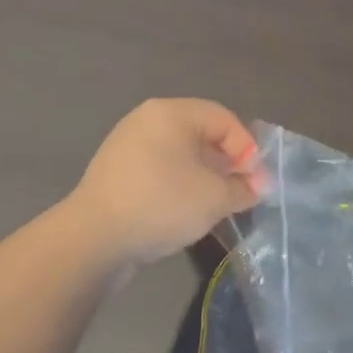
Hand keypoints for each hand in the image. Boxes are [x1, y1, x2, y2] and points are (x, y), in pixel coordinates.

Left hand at [66, 99, 263, 267]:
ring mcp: (127, 146)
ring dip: (205, 175)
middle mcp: (147, 120)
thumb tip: (258, 186)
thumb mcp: (214, 197)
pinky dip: (180, 184)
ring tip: (218, 203)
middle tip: (242, 190)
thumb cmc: (161, 204)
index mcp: (171, 112)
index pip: (223, 119)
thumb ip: (243, 188)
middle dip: (227, 162)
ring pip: (180, 153)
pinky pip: (160, 169)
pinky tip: (187, 210)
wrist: (93, 240)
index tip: (256, 181)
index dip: (246, 148)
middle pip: (201, 133)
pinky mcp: (116, 173)